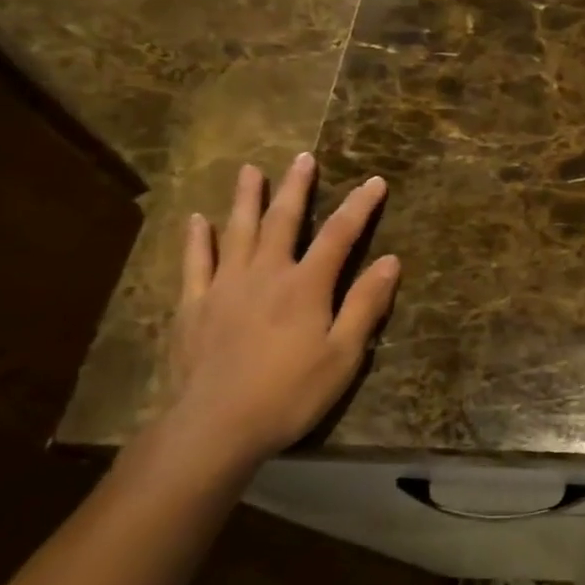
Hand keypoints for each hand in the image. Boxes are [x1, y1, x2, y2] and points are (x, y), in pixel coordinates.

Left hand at [160, 154, 400, 471]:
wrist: (215, 426)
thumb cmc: (290, 393)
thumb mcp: (343, 354)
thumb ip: (365, 304)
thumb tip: (390, 261)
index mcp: (306, 286)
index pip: (340, 235)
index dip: (359, 206)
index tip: (376, 182)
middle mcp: (265, 274)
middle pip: (283, 221)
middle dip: (297, 188)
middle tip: (303, 157)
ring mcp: (224, 287)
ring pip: (237, 231)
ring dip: (246, 199)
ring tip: (250, 171)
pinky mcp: (194, 306)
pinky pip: (195, 263)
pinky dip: (198, 239)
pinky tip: (198, 220)